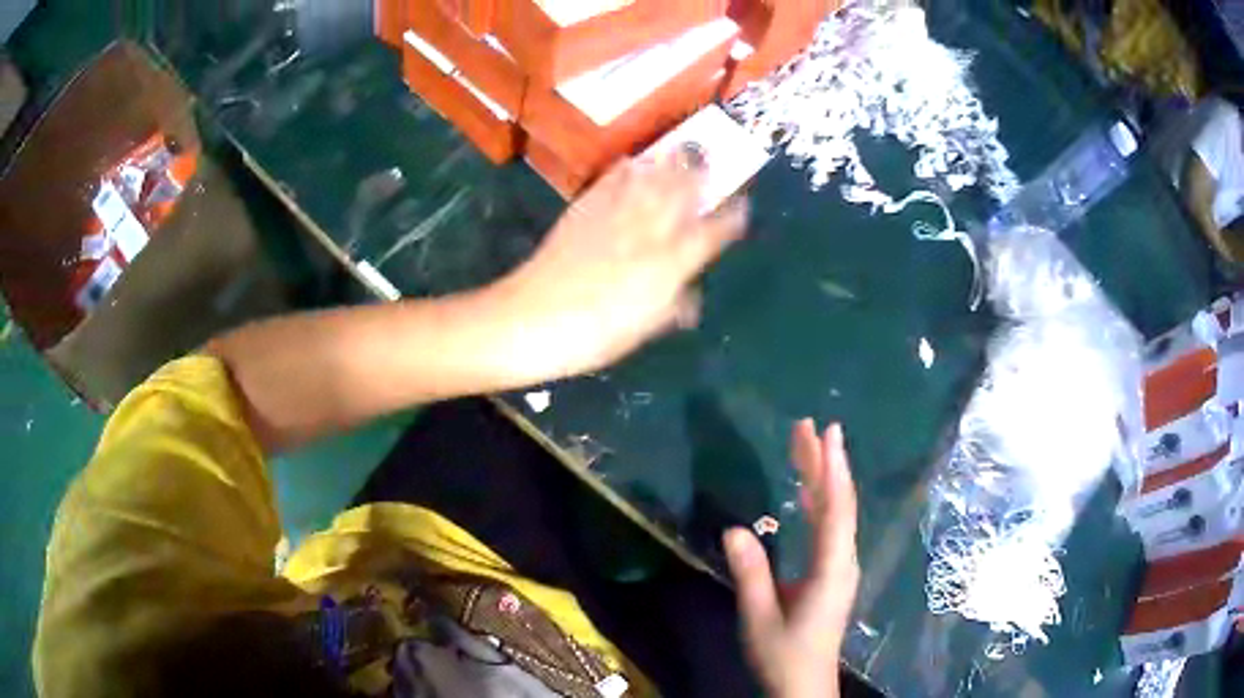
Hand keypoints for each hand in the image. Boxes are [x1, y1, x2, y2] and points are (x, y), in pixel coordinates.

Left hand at [490, 152, 746, 381]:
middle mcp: (648, 232)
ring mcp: (615, 216)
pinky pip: (610, 183)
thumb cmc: (595, 336)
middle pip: (681, 193)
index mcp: (669, 264)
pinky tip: (631, 161)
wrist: (533, 319)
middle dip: (699, 172)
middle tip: (710, 154)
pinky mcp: (584, 211)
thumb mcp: (642, 329)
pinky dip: (624, 170)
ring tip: (680, 147)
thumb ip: (671, 307)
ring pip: (649, 180)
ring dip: (667, 162)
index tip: (742, 204)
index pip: (711, 233)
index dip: (730, 218)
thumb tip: (688, 297)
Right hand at [724, 420, 859, 697]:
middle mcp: (842, 560)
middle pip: (838, 503)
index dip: (832, 469)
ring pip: (835, 513)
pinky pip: (829, 528)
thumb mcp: (759, 617)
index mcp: (830, 569)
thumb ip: (750, 574)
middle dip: (825, 463)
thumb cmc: (783, 655)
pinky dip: (819, 502)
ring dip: (822, 478)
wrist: (803, 686)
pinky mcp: (831, 574)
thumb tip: (735, 529)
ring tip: (806, 446)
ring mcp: (839, 567)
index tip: (827, 432)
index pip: (835, 509)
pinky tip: (807, 491)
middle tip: (809, 426)